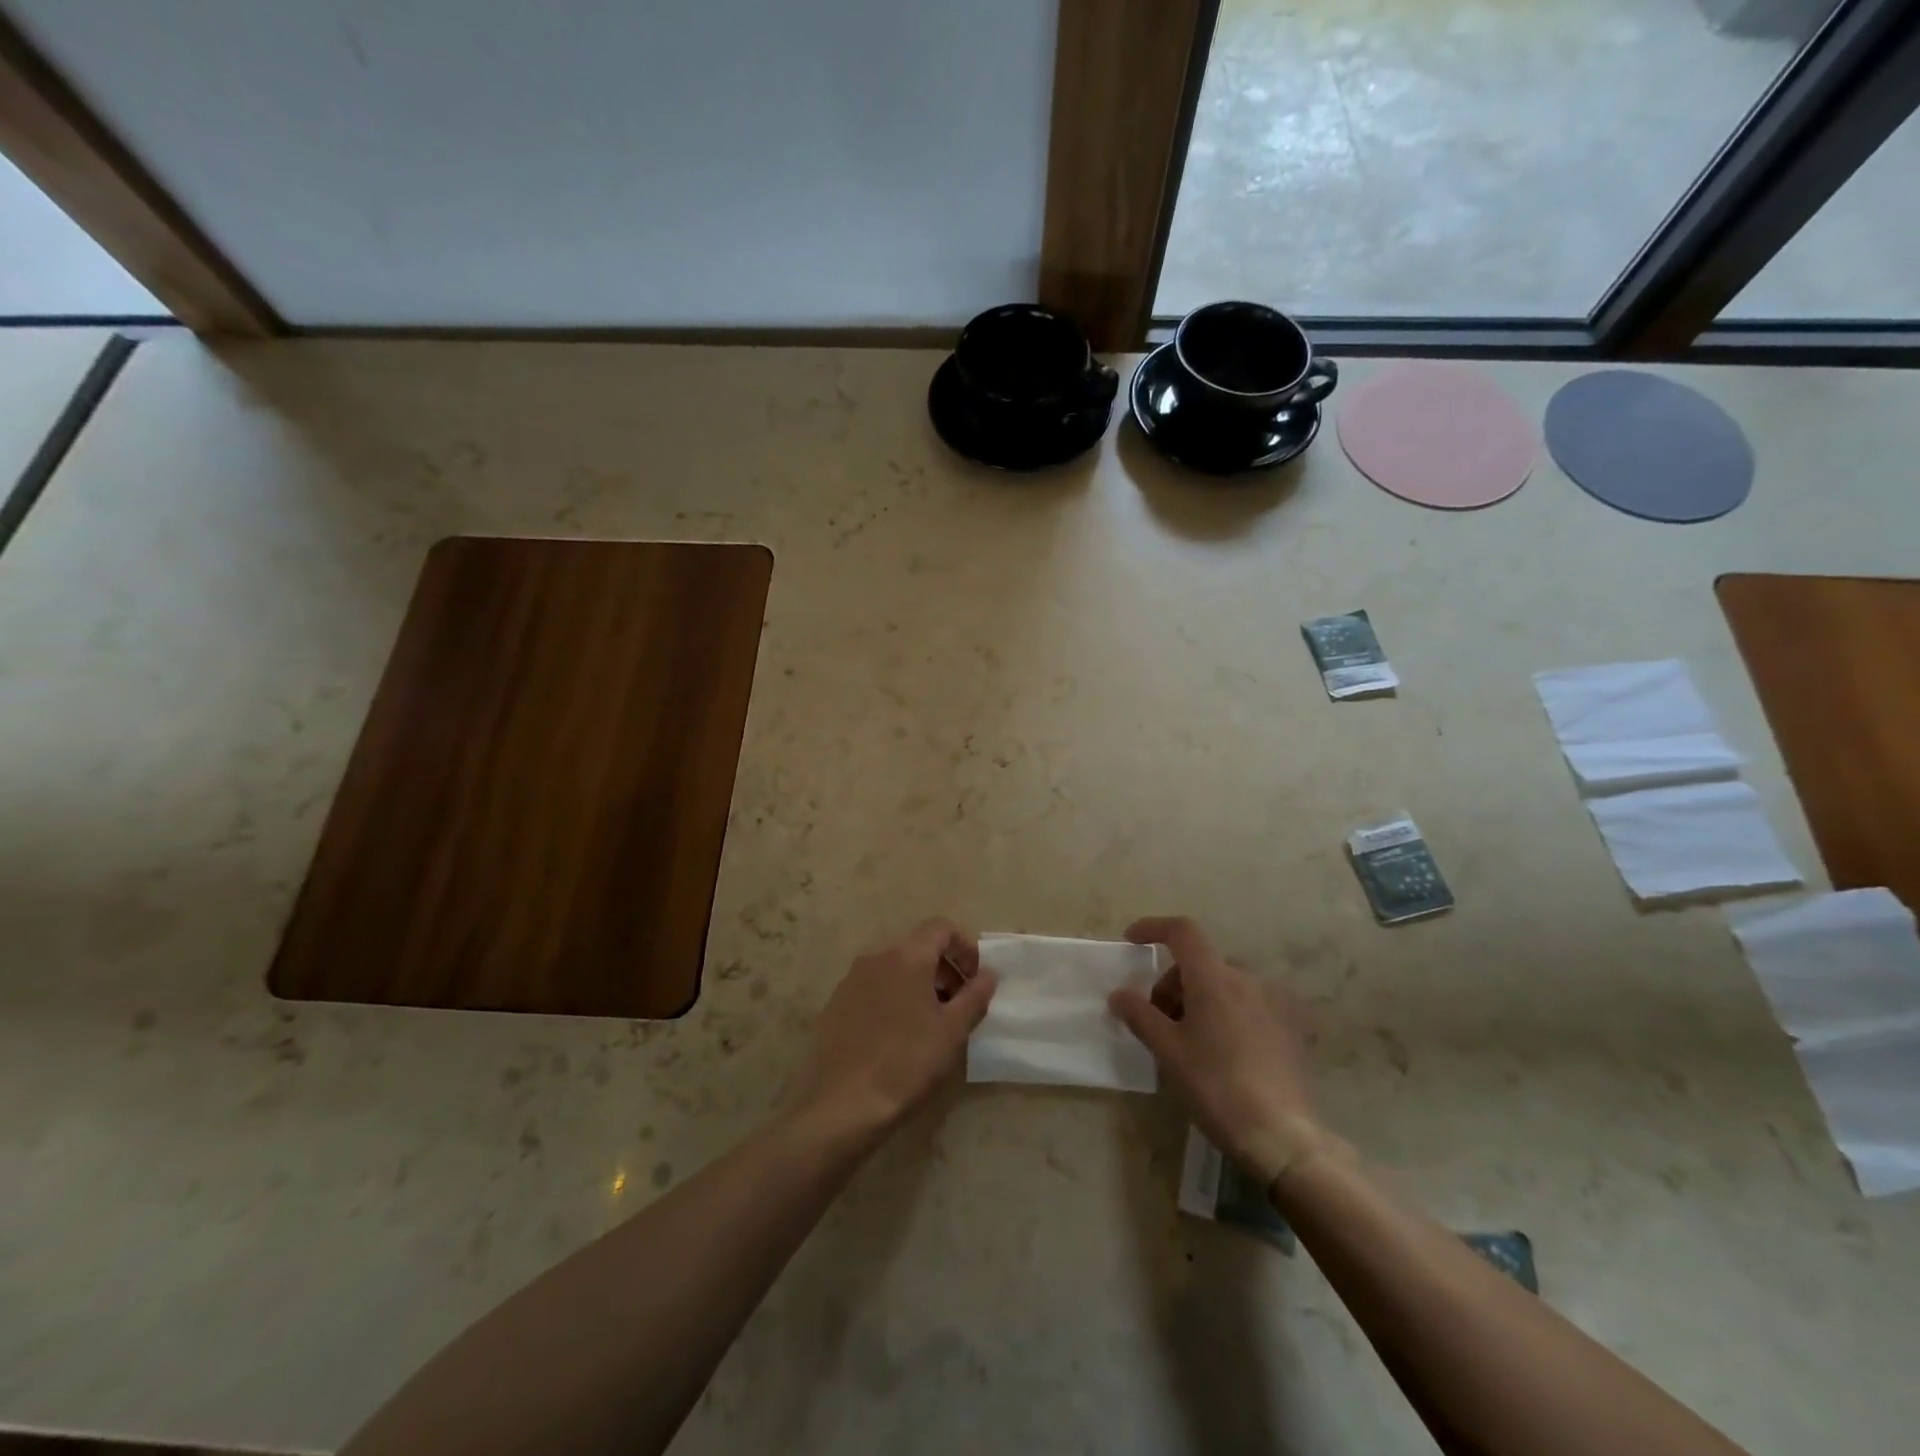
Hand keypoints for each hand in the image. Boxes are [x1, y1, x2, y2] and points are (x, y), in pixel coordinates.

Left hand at [789, 918, 997, 1144]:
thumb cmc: (906, 1063)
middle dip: (943, 970)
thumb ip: (975, 996)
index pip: (940, 928)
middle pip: (917, 948)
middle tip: (958, 1006)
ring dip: (918, 986)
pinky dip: (892, 1000)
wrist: (842, 1105)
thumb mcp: (952, 1032)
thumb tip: (989, 973)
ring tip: (929, 1025)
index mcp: (906, 957)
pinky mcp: (835, 1005)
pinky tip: (896, 1038)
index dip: (964, 948)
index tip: (976, 979)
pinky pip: (873, 990)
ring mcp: (850, 981)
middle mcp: (875, 958)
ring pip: (894, 970)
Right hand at [1109, 916, 1328, 1186]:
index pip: (1182, 931)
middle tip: (1159, 1020)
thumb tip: (1119, 994)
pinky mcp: (1292, 1026)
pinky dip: (1228, 1011)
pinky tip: (1225, 1049)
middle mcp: (1248, 979)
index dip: (1153, 928)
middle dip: (1174, 982)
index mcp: (1215, 978)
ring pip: (1226, 982)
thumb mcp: (1168, 1051)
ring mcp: (1275, 1001)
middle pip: (1201, 962)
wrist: (1282, 1137)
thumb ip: (1140, 1015)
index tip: (1131, 941)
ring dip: (1201, 997)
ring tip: (1191, 1039)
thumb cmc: (1216, 1087)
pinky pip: (1251, 1002)